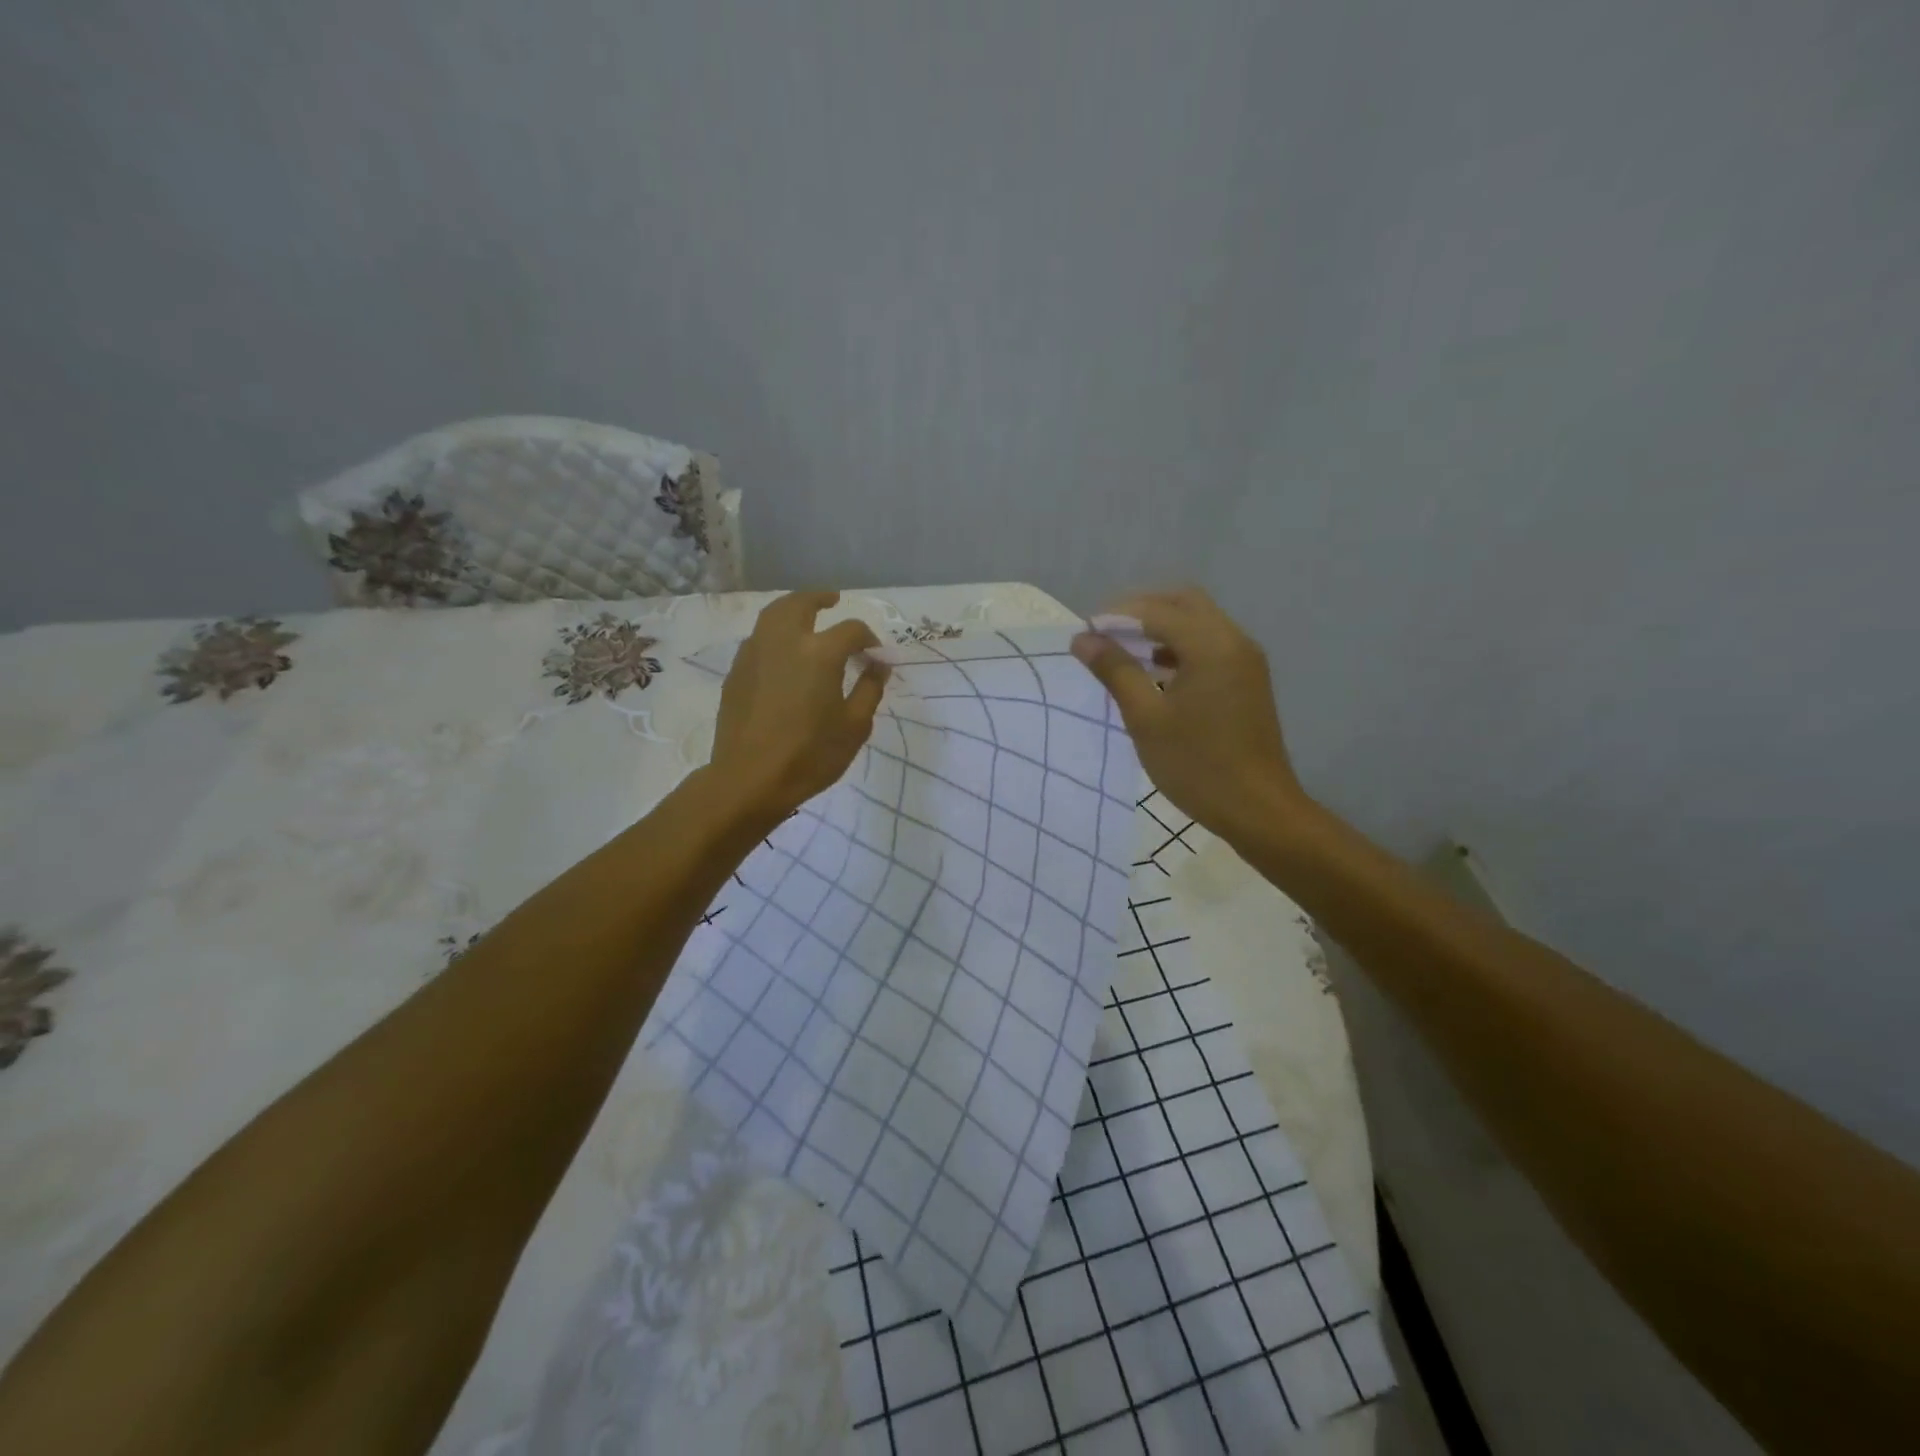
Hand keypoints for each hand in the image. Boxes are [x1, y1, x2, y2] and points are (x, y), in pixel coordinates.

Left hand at [711, 590, 888, 818]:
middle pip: (801, 604)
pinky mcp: (736, 671)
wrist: (749, 779)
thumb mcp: (854, 726)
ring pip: (773, 615)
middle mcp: (784, 641)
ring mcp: (754, 653)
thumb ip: (870, 689)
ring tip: (805, 616)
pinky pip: (758, 638)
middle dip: (820, 598)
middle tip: (833, 600)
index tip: (876, 654)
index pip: (851, 630)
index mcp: (819, 652)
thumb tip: (879, 666)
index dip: (868, 638)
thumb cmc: (810, 755)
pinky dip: (774, 633)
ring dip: (793, 609)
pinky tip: (783, 652)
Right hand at [1072, 587, 1309, 842]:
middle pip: (1183, 603)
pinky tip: (1154, 672)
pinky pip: (1209, 646)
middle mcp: (1234, 641)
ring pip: (1198, 623)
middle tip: (1105, 634)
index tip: (1083, 634)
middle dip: (1141, 611)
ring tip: (1122, 652)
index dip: (1115, 616)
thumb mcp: (1146, 718)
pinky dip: (1179, 647)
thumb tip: (1083, 639)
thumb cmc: (1197, 765)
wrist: (1258, 810)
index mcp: (1212, 645)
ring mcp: (1245, 660)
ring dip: (1160, 628)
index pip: (1156, 610)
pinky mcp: (1247, 680)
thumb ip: (1115, 671)